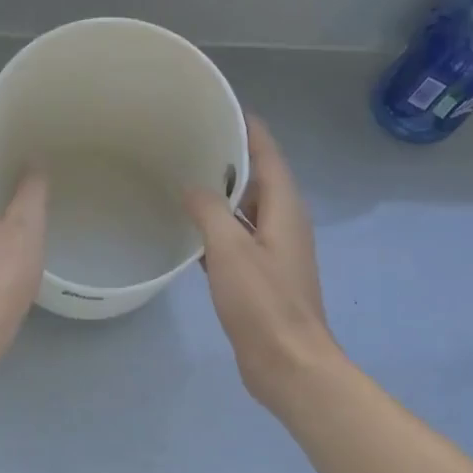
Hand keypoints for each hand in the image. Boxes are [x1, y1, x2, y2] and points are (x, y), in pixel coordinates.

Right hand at [184, 115, 341, 409]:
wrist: (288, 364)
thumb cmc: (263, 303)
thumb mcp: (230, 250)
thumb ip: (210, 212)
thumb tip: (192, 187)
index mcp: (285, 210)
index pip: (269, 155)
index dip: (249, 130)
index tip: (220, 108)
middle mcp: (284, 224)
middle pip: (258, 180)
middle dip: (229, 159)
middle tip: (189, 142)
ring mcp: (273, 252)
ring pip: (246, 211)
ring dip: (221, 195)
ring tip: (184, 178)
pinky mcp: (261, 276)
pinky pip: (237, 239)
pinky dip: (217, 228)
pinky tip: (189, 229)